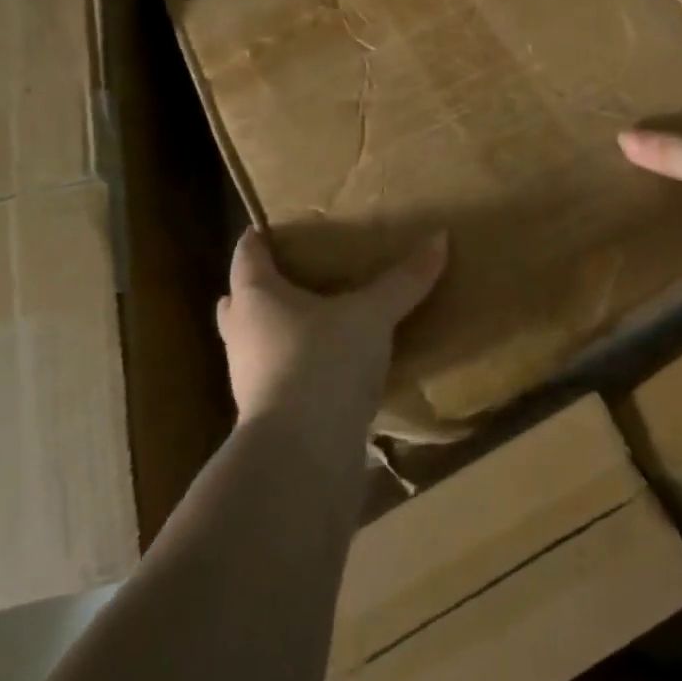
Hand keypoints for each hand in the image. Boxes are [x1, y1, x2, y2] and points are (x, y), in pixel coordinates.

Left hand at [217, 227, 448, 430]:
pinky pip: (276, 376)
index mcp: (256, 297)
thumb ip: (404, 280)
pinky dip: (294, 365)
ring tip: (313, 320)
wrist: (301, 453)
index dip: (259, 238)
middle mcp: (242, 333)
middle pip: (241, 300)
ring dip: (276, 330)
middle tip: (295, 274)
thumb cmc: (323, 361)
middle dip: (261, 287)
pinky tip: (325, 367)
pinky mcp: (266, 413)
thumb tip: (440, 237)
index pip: (247, 255)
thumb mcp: (371, 315)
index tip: (272, 227)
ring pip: (255, 341)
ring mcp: (248, 378)